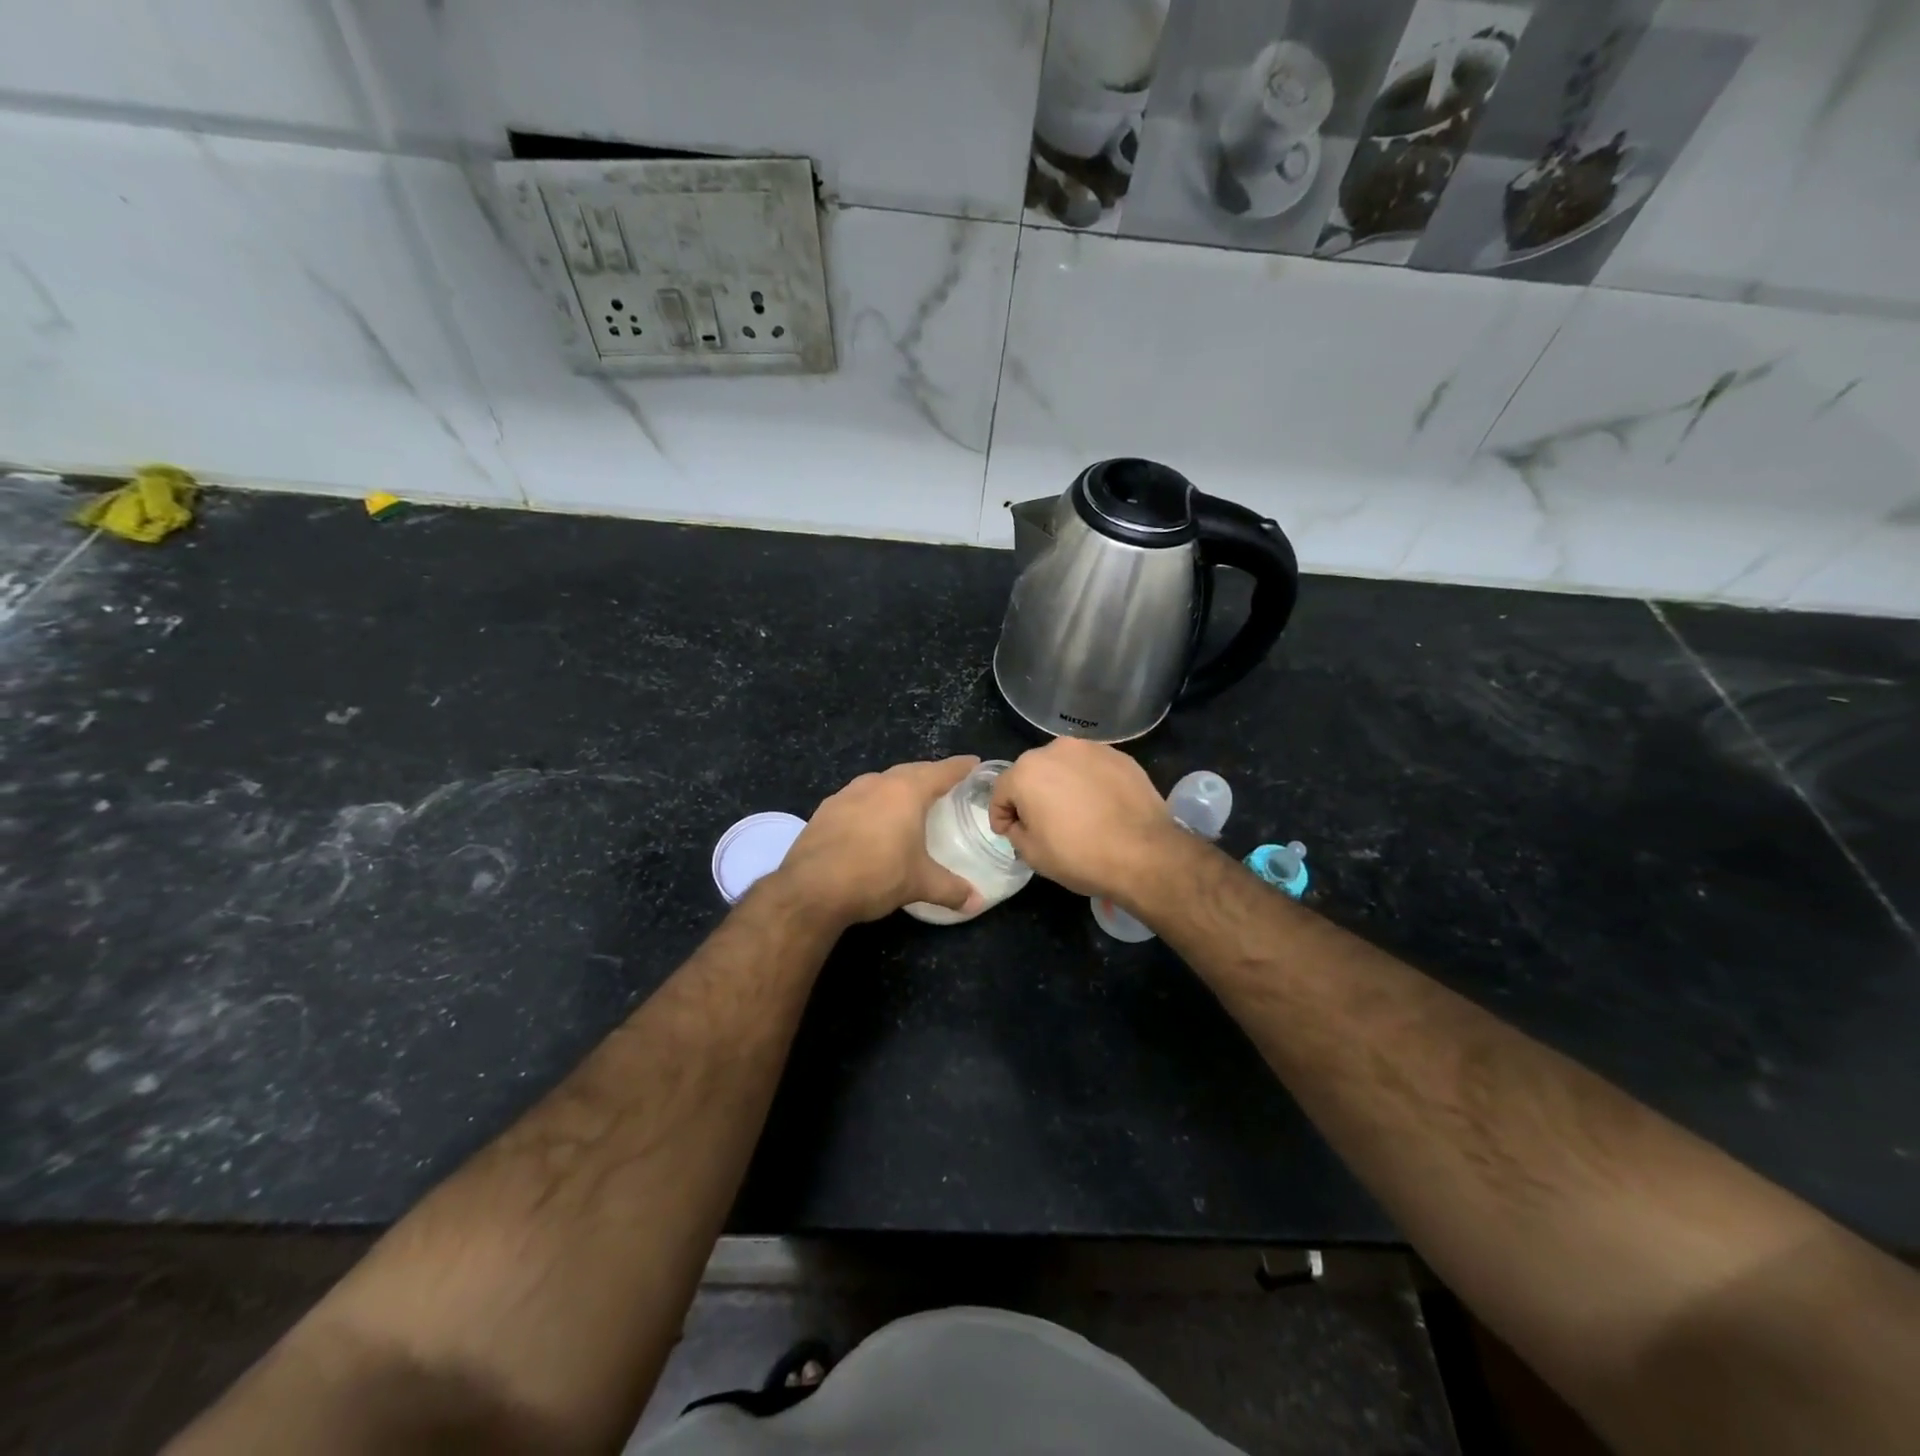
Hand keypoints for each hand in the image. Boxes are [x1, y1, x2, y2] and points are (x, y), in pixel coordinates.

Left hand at [774, 756, 984, 925]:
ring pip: (880, 782)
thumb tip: (977, 902)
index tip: (974, 763)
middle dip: (929, 775)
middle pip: (910, 771)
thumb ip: (951, 889)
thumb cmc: (875, 876)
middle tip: (944, 784)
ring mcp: (846, 794)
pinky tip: (871, 822)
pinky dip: (871, 804)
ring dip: (897, 787)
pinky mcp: (825, 810)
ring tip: (908, 801)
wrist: (811, 889)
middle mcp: (876, 784)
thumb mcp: (919, 883)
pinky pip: (857, 799)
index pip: (941, 771)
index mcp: (905, 792)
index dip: (960, 767)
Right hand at [988, 739, 1183, 899]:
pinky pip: (1092, 769)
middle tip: (1042, 824)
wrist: (1144, 853)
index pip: (1001, 791)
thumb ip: (1016, 831)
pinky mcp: (1120, 756)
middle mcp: (1055, 749)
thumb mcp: (1032, 854)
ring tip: (1074, 813)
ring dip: (1061, 785)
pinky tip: (1100, 806)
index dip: (1001, 815)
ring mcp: (1091, 749)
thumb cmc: (1079, 855)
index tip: (1009, 833)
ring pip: (1064, 767)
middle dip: (1031, 796)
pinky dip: (1089, 783)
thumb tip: (1020, 822)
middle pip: (1032, 773)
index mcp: (1026, 771)